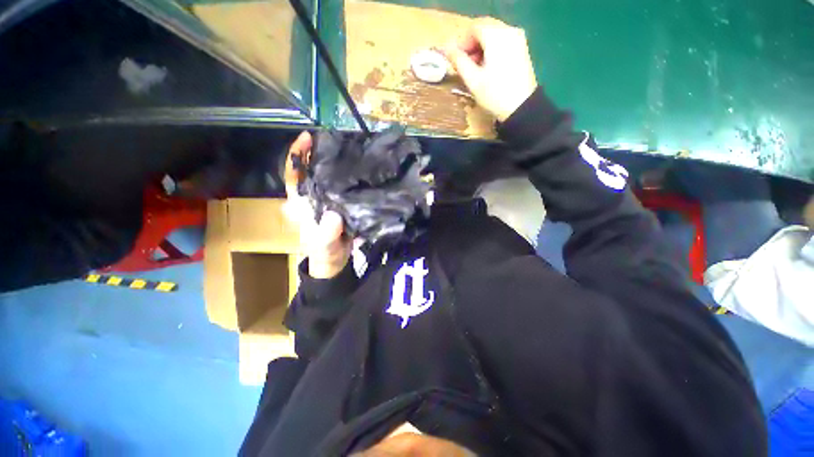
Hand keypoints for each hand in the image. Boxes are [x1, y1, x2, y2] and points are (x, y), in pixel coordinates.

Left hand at [284, 132, 352, 278]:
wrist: (335, 262)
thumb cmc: (324, 254)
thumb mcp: (323, 246)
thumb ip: (326, 234)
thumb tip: (334, 216)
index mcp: (301, 204)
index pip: (294, 176)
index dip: (297, 156)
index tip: (308, 137)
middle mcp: (311, 197)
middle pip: (311, 171)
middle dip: (319, 153)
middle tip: (337, 139)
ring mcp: (325, 200)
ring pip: (327, 178)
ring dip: (336, 164)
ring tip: (351, 151)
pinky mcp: (338, 205)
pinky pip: (342, 188)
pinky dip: (349, 178)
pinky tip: (361, 170)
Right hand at [444, 17, 537, 121]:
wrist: (520, 107)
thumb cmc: (494, 94)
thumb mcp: (473, 80)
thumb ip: (459, 61)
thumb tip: (448, 50)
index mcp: (496, 36)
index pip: (474, 28)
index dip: (462, 42)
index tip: (455, 59)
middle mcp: (509, 31)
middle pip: (484, 28)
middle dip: (471, 44)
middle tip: (463, 64)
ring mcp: (518, 38)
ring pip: (493, 34)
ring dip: (480, 47)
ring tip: (474, 68)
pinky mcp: (522, 48)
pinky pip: (502, 41)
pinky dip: (491, 49)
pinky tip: (487, 67)